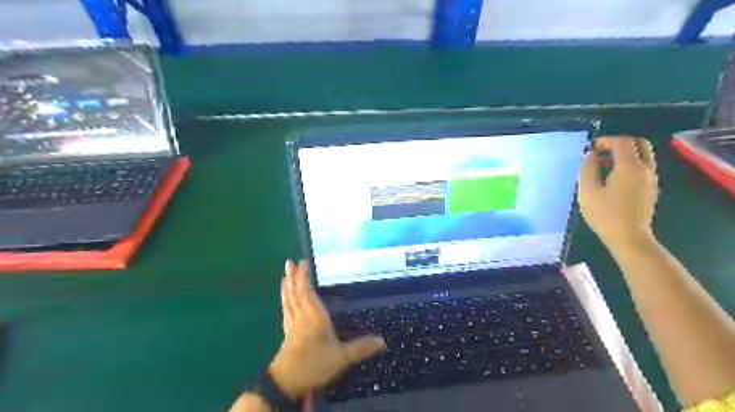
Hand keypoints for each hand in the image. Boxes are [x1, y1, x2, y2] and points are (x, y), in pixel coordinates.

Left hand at [268, 261, 384, 399]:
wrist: (287, 382)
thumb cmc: (315, 364)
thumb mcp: (341, 357)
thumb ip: (361, 347)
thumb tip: (383, 341)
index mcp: (314, 316)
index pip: (306, 292)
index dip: (304, 277)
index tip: (303, 263)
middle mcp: (301, 316)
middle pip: (295, 293)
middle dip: (293, 277)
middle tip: (289, 262)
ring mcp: (292, 324)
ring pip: (288, 301)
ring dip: (287, 286)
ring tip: (285, 275)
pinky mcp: (287, 333)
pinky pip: (286, 311)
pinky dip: (285, 301)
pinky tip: (285, 299)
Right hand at [580, 137, 660, 249]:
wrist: (629, 237)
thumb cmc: (605, 215)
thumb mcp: (588, 191)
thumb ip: (588, 169)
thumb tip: (590, 156)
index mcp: (630, 167)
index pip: (622, 142)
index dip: (606, 140)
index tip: (592, 147)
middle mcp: (645, 169)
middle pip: (639, 144)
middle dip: (620, 143)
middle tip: (602, 151)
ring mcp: (651, 179)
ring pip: (643, 155)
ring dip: (625, 153)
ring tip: (605, 164)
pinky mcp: (650, 189)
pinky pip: (643, 166)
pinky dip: (630, 163)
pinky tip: (613, 177)